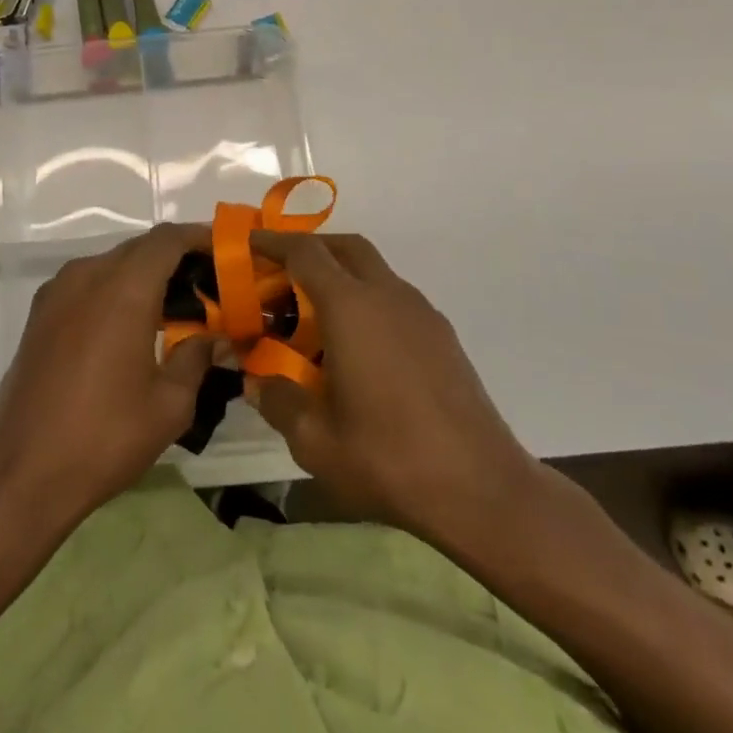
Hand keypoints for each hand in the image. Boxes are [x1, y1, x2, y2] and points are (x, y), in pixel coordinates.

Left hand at [0, 224, 213, 525]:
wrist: (21, 473)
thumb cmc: (104, 437)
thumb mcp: (169, 404)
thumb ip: (196, 357)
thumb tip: (215, 337)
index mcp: (123, 288)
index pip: (168, 239)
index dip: (200, 237)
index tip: (226, 252)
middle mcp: (87, 276)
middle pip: (140, 248)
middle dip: (176, 258)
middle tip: (209, 286)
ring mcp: (57, 292)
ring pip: (112, 264)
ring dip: (145, 274)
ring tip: (175, 306)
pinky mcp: (40, 314)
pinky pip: (88, 283)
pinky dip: (116, 289)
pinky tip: (132, 324)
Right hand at [249, 231, 550, 555]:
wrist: (483, 489)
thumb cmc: (390, 459)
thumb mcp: (316, 441)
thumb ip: (278, 401)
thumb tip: (257, 381)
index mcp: (352, 308)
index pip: (306, 253)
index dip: (273, 243)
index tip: (249, 244)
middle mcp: (388, 295)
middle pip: (346, 247)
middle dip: (311, 248)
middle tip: (281, 272)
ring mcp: (421, 312)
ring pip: (375, 270)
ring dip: (341, 275)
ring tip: (315, 315)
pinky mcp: (442, 335)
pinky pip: (394, 297)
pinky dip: (367, 300)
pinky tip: (357, 347)